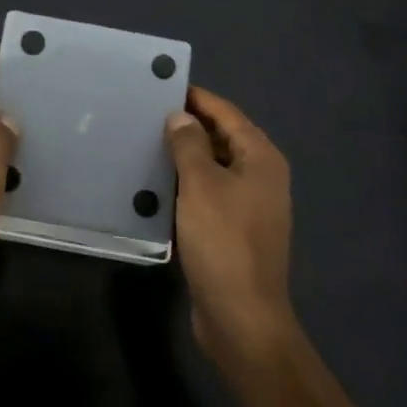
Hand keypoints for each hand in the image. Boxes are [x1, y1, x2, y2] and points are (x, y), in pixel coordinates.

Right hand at [165, 85, 294, 360]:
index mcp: (261, 158)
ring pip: (213, 168)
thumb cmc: (223, 241)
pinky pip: (208, 195)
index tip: (161, 87)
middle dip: (187, 126)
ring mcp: (250, 206)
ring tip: (145, 144)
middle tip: (146, 115)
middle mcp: (261, 177)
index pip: (226, 113)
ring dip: (184, 157)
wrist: (242, 319)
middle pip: (222, 138)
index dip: (196, 98)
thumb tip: (180, 117)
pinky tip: (156, 186)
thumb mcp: (200, 184)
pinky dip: (186, 186)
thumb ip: (189, 144)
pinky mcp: (235, 232)